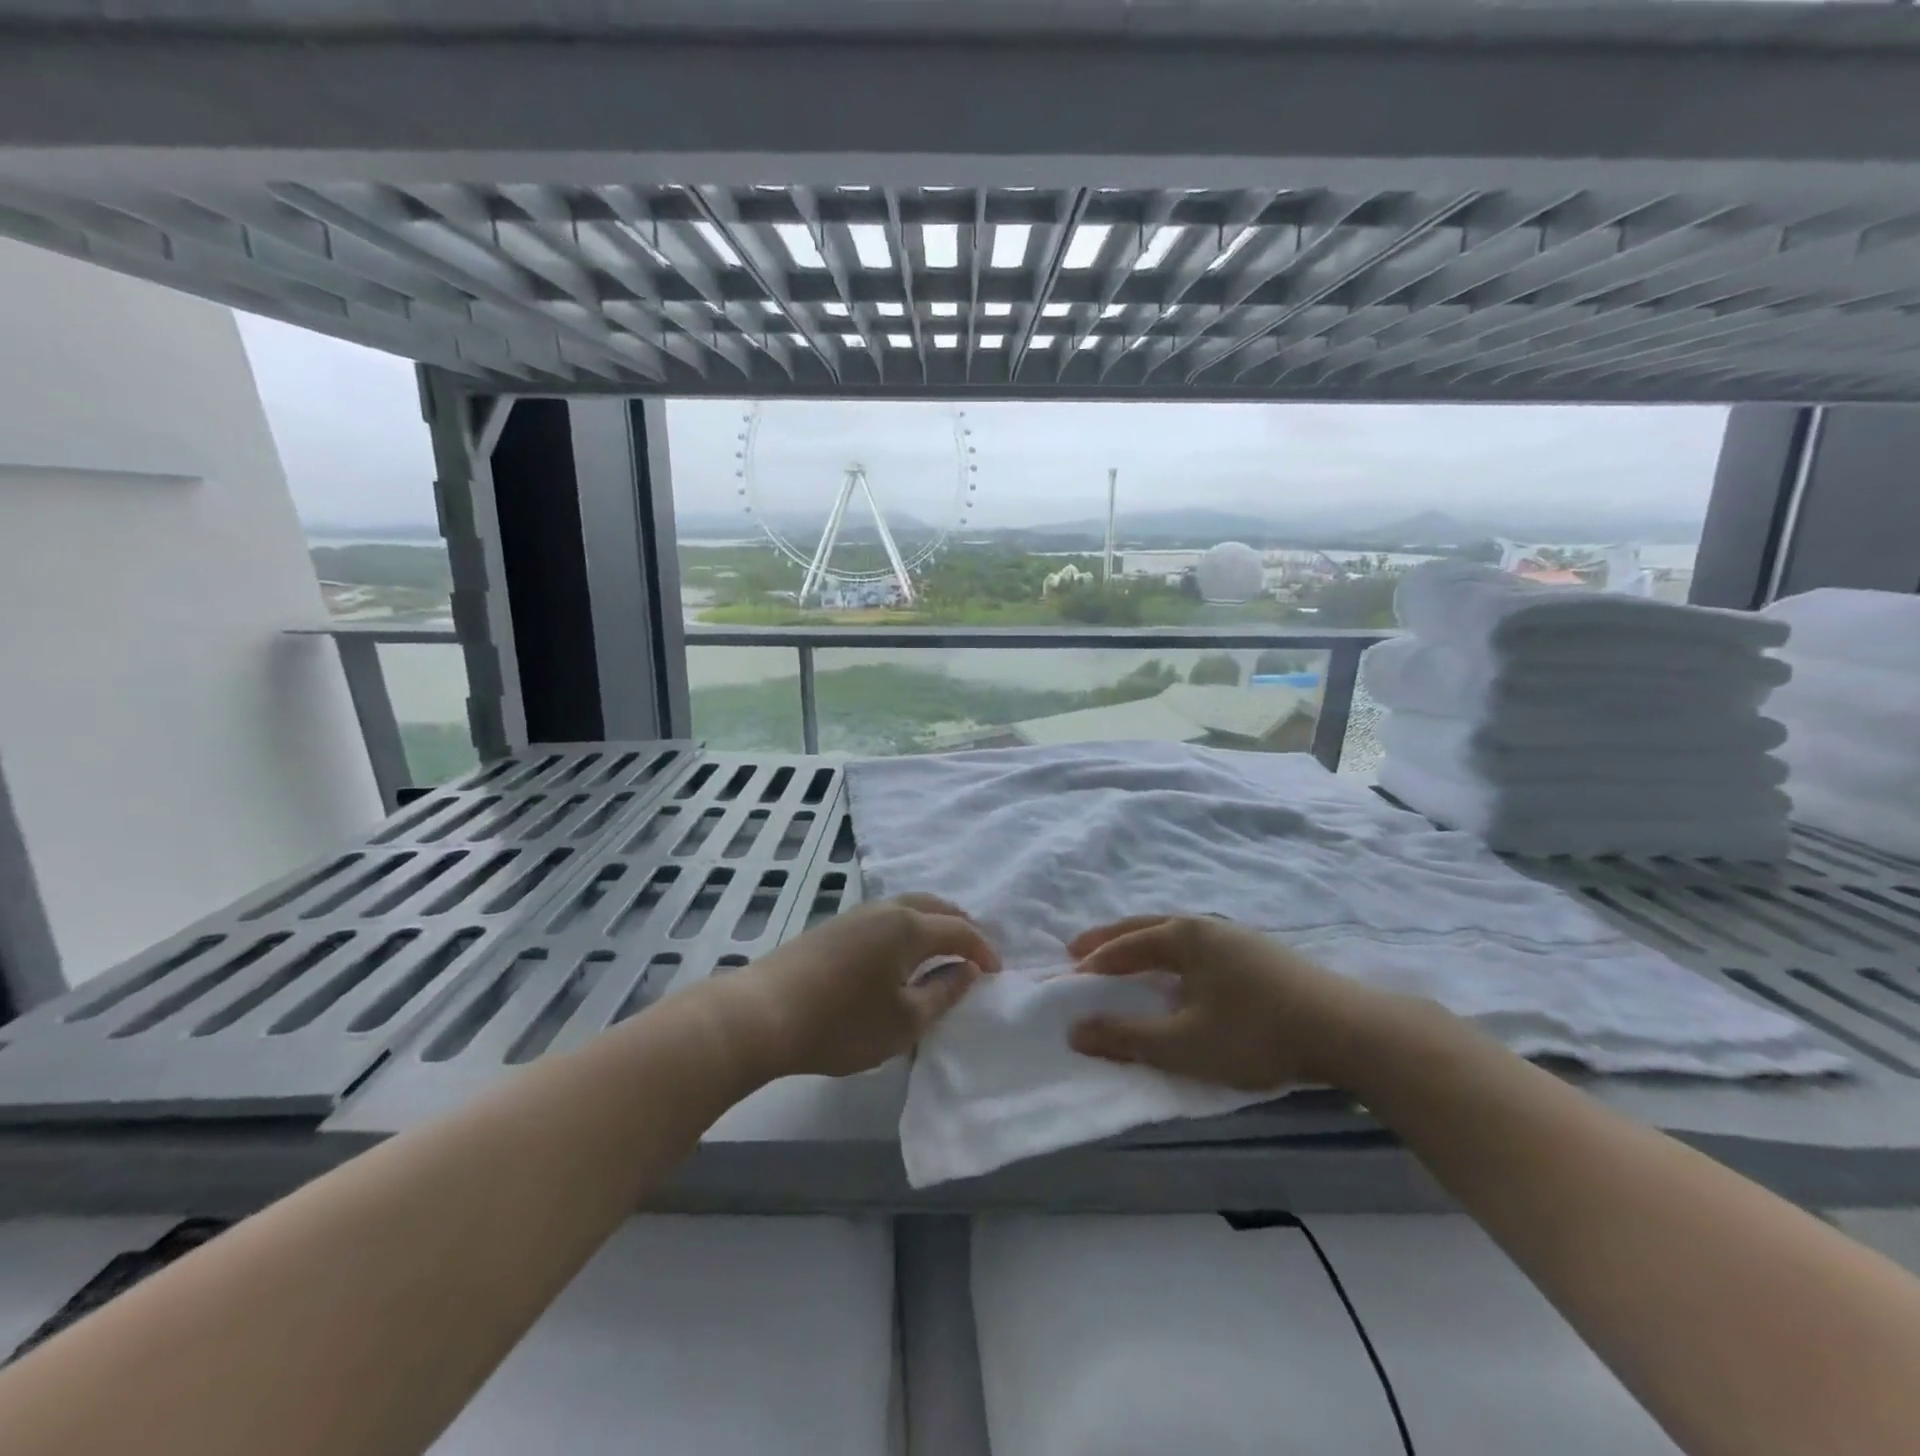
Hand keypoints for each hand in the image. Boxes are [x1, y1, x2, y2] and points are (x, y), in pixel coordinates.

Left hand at [714, 894, 1000, 1080]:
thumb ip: (943, 993)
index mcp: (909, 927)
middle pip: (934, 906)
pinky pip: (886, 916)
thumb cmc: (842, 1022)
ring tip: (942, 950)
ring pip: (908, 907)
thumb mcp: (905, 1021)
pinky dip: (908, 927)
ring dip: (932, 923)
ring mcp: (857, 914)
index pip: (959, 930)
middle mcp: (886, 909)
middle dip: (960, 926)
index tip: (998, 972)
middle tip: (975, 952)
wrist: (763, 1012)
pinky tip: (901, 952)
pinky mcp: (834, 926)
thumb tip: (968, 971)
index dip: (983, 949)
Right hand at [1065, 915, 1396, 1090]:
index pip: (1128, 945)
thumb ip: (1126, 1037)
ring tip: (1128, 959)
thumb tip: (1074, 1031)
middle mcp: (1209, 927)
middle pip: (1148, 926)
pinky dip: (1175, 955)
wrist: (1348, 1031)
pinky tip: (1185, 976)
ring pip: (1178, 935)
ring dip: (1145, 945)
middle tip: (1080, 948)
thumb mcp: (1183, 1043)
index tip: (1069, 974)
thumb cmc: (1255, 1032)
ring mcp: (1240, 938)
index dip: (1096, 960)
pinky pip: (1202, 948)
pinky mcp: (1264, 956)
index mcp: (1185, 936)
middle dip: (1112, 939)